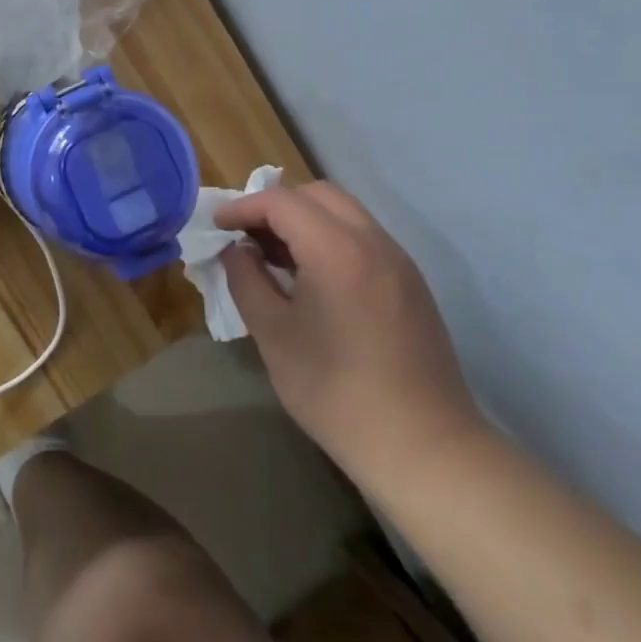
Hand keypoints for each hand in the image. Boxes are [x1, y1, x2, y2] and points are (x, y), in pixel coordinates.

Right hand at [216, 180, 485, 489]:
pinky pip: (364, 238)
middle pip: (319, 195)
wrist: (423, 446)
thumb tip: (236, 251)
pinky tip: (313, 277)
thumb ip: (247, 281)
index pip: (282, 202)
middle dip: (277, 205)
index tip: (217, 225)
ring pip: (345, 213)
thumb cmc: (336, 391)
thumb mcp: (274, 335)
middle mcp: (374, 242)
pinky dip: (331, 238)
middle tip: (247, 236)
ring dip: (305, 220)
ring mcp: (399, 262)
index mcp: (337, 250)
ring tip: (275, 256)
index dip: (243, 207)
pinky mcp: (411, 284)